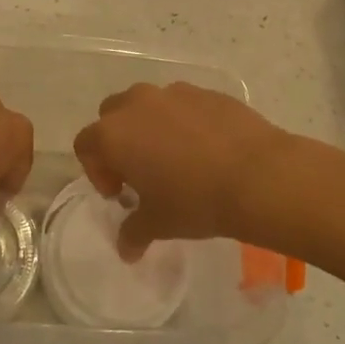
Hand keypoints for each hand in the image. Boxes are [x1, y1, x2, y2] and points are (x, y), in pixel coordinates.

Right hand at [72, 83, 291, 260]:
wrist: (259, 176)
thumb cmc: (195, 201)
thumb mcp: (159, 224)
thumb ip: (133, 233)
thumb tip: (125, 251)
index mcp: (114, 134)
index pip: (86, 145)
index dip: (97, 171)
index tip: (120, 193)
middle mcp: (138, 104)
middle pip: (112, 116)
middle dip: (119, 141)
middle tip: (141, 172)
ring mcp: (174, 93)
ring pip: (148, 105)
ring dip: (150, 128)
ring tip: (176, 158)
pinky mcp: (206, 92)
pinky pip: (183, 105)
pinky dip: (184, 122)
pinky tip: (207, 150)